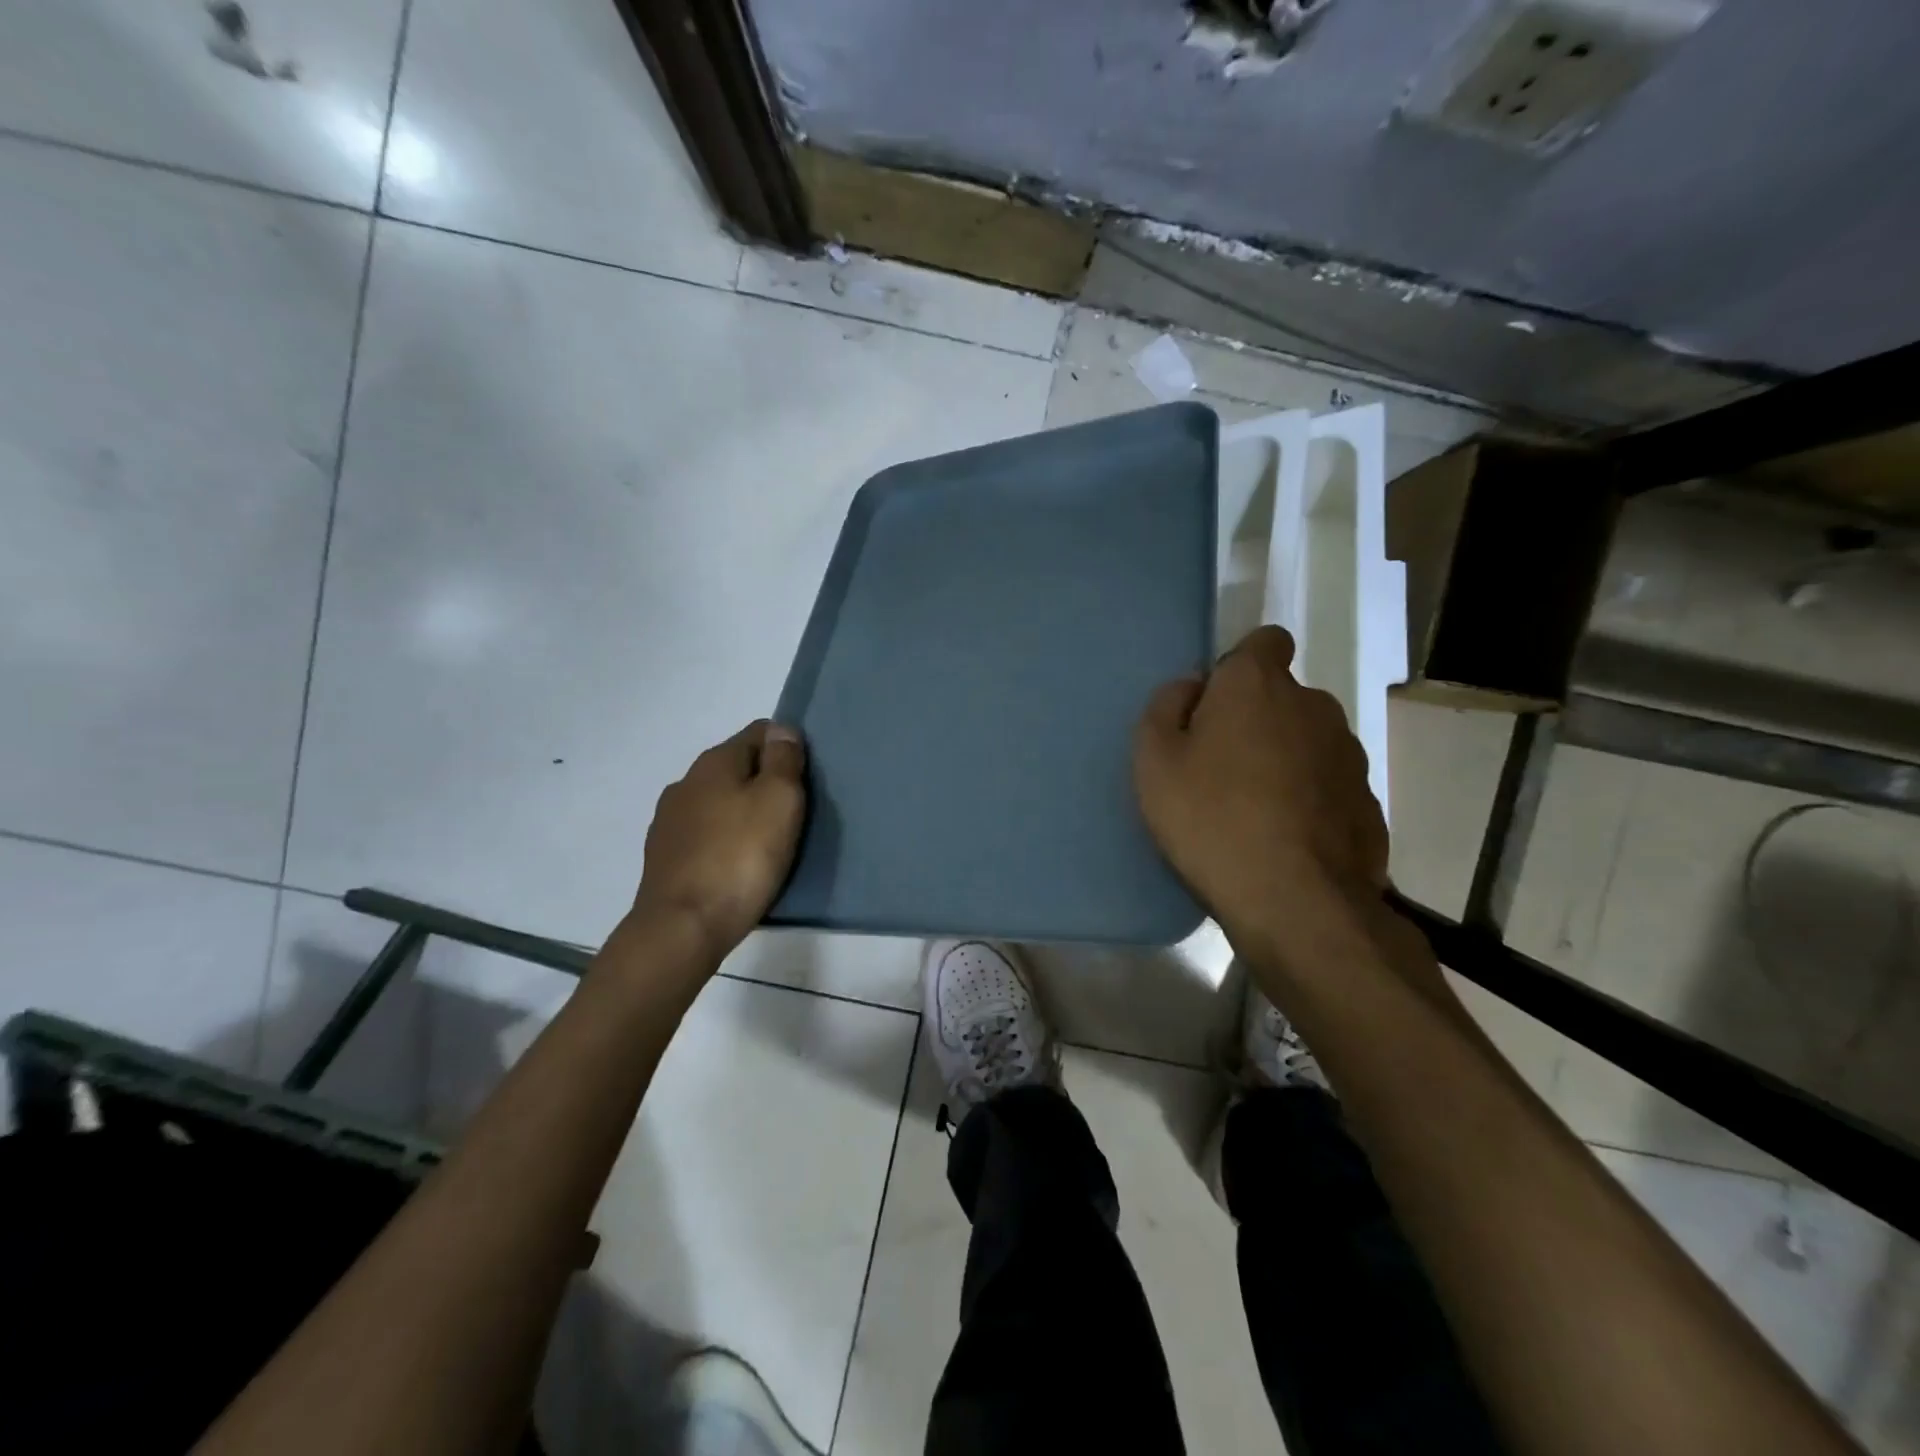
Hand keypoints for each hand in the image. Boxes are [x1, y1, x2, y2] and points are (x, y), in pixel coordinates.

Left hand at [630, 720, 806, 965]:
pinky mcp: (664, 856)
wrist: (683, 927)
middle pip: (737, 767)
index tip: (806, 777)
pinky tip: (737, 864)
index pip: (759, 732)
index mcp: (715, 762)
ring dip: (742, 811)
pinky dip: (724, 839)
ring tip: (767, 842)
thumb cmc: (741, 858)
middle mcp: (686, 782)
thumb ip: (783, 760)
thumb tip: (782, 730)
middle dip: (765, 780)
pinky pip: (704, 834)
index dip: (787, 746)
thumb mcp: (779, 800)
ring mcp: (669, 820)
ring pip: (718, 801)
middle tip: (793, 812)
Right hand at [1133, 626, 1386, 963]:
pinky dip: (1308, 799)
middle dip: (1255, 719)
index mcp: (1258, 684)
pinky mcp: (1368, 801)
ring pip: (1307, 741)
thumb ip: (1165, 708)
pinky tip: (1284, 839)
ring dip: (1283, 759)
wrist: (1295, 901)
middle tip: (1220, 767)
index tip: (1215, 705)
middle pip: (1281, 697)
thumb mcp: (1154, 761)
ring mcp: (1348, 754)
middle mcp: (1313, 705)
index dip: (1239, 666)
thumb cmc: (1210, 819)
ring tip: (1252, 809)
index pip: (1265, 640)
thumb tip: (1191, 688)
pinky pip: (1327, 785)